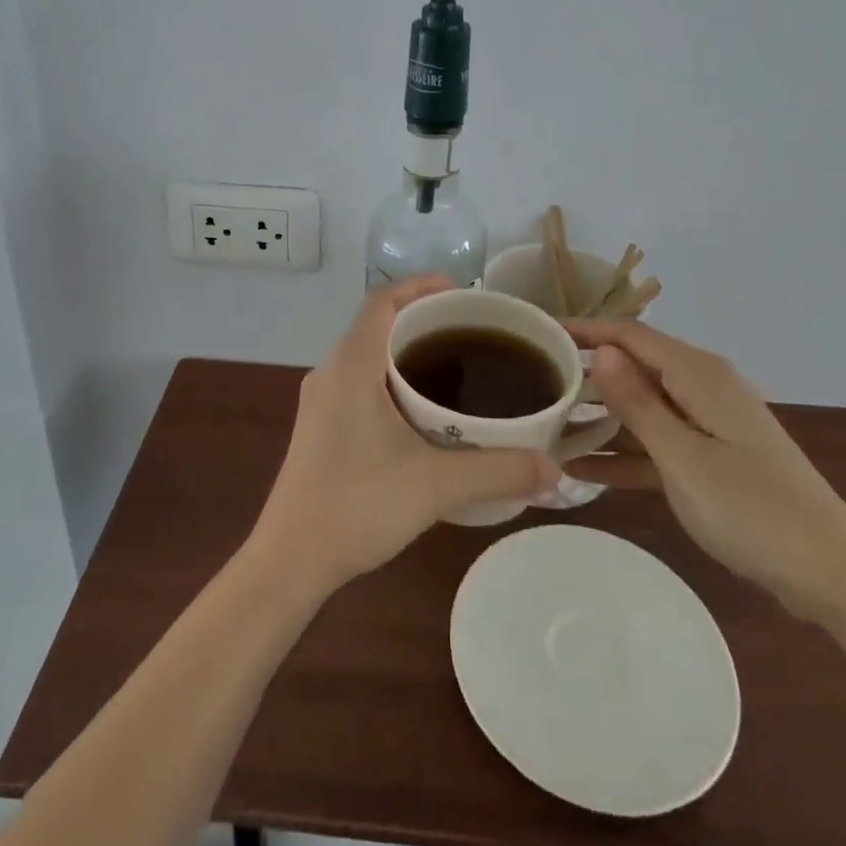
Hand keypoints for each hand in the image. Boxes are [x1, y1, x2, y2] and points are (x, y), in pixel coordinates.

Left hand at [252, 277, 560, 590]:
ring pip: (368, 354)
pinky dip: (392, 378)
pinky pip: (360, 381)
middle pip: (378, 324)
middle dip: (422, 320)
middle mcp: (331, 371)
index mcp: (351, 364)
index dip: (419, 286)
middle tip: (471, 332)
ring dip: (406, 352)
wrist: (290, 560)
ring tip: (455, 367)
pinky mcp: (321, 426)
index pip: (382, 300)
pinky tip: (422, 413)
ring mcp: (321, 400)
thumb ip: (497, 471)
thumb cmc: (356, 505)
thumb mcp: (435, 485)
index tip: (460, 292)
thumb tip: (555, 468)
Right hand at [567, 320, 845, 621]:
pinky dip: (625, 453)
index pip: (628, 334)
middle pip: (634, 366)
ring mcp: (709, 424)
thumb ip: (637, 402)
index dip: (583, 329)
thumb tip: (601, 349)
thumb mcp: (682, 457)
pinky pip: (658, 444)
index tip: (537, 332)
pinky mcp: (713, 458)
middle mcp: (702, 387)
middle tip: (534, 382)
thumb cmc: (752, 510)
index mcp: (698, 373)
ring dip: (600, 416)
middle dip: (585, 373)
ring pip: (642, 407)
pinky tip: (582, 471)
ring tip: (546, 424)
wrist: (833, 575)